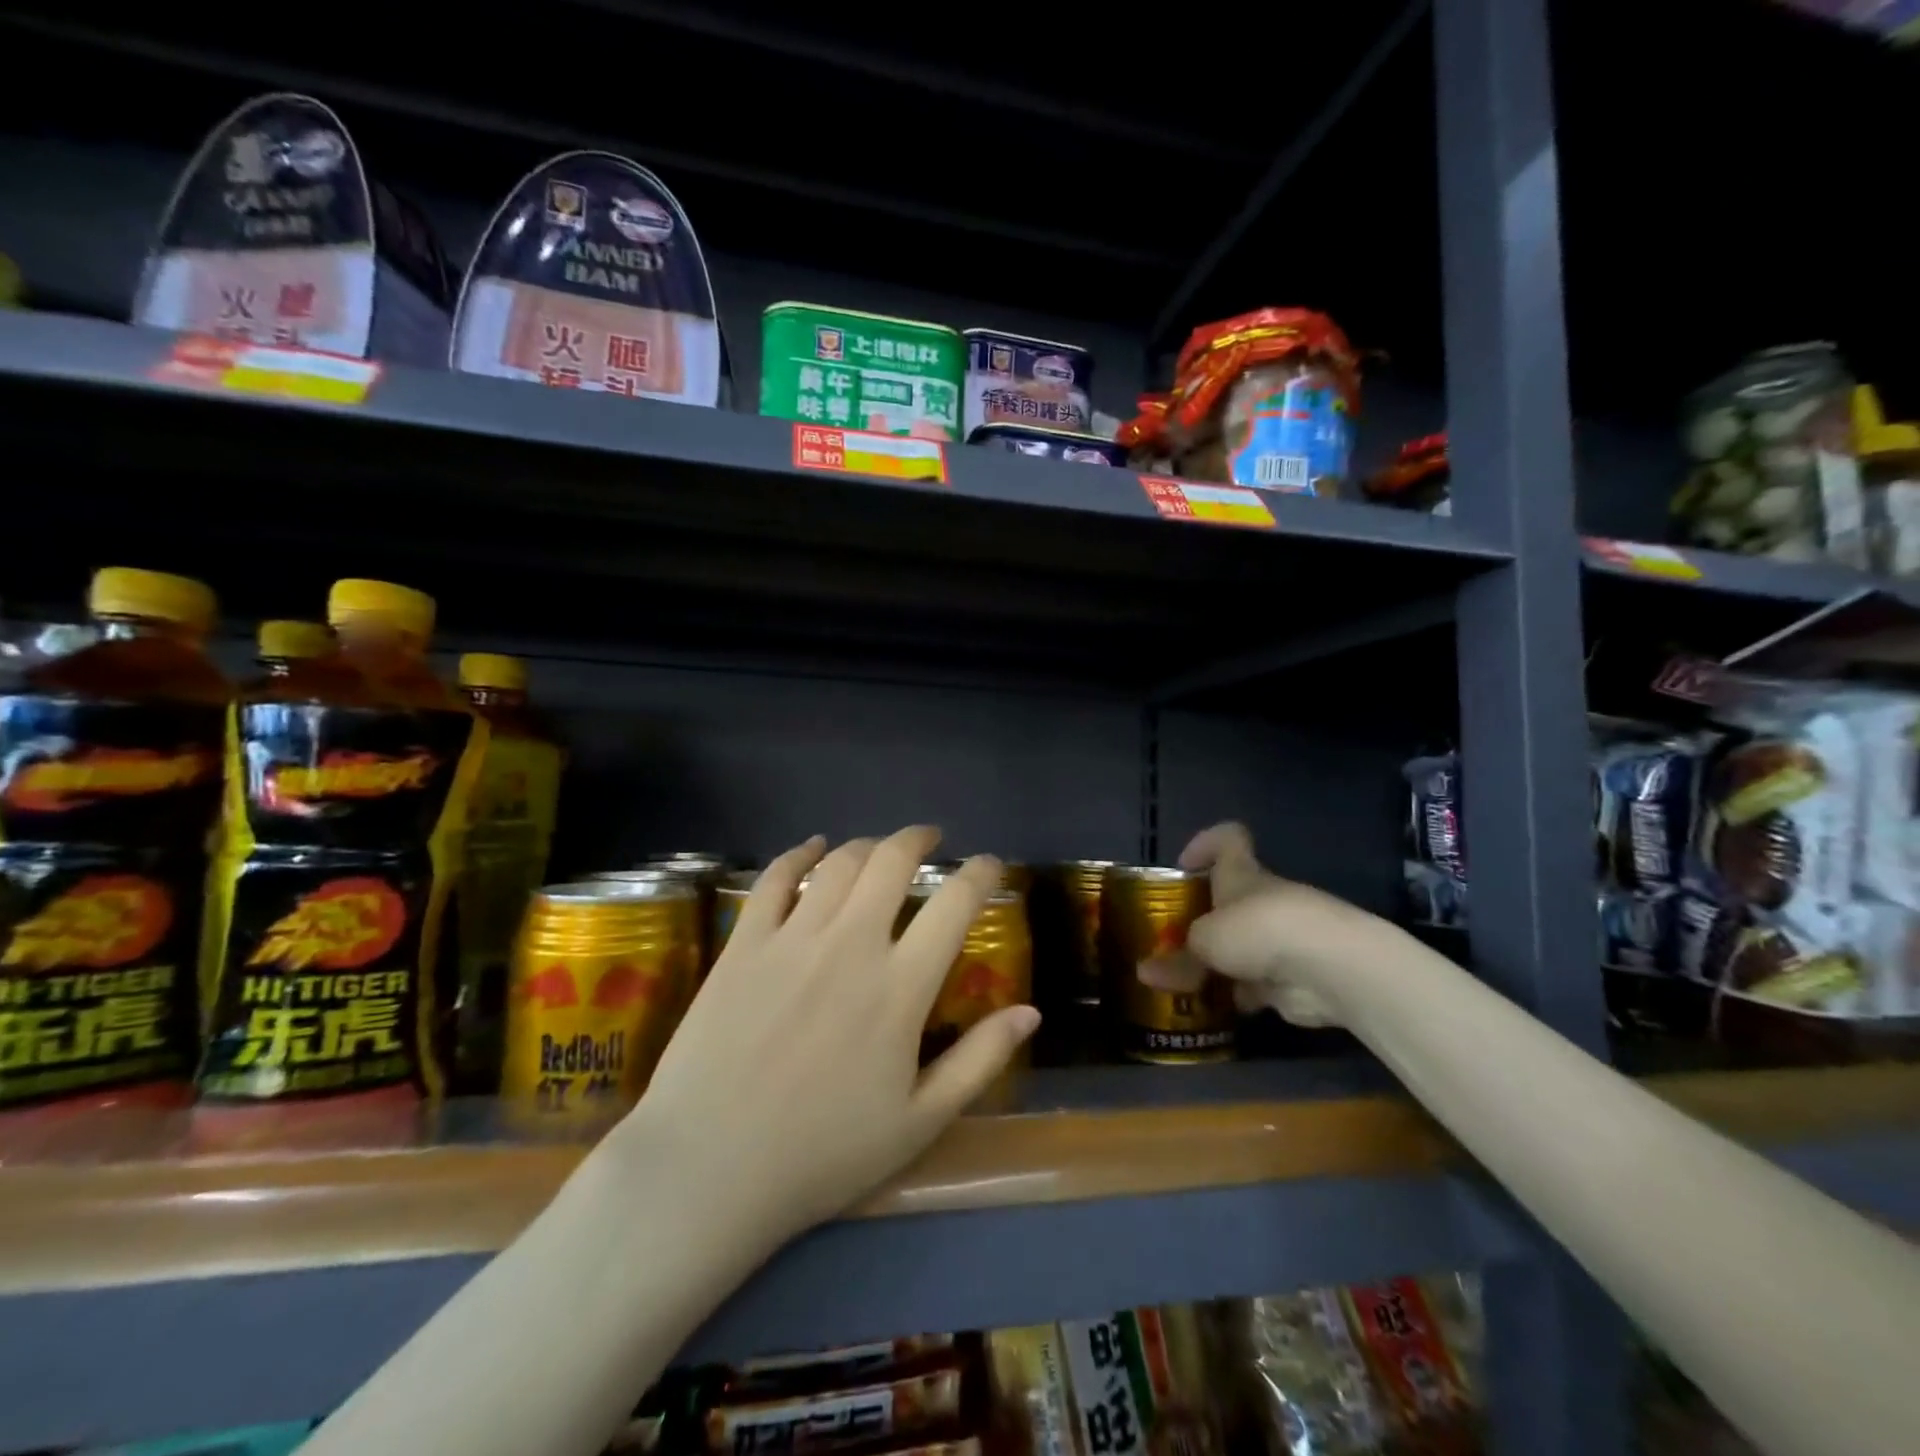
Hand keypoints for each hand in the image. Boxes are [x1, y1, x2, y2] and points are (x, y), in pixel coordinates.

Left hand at [610, 827, 1039, 1246]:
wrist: (709, 1169)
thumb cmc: (823, 1154)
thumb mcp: (919, 1122)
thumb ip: (980, 1061)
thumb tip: (1031, 1012)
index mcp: (900, 987)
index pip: (954, 904)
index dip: (981, 873)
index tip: (991, 866)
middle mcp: (850, 944)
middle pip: (892, 861)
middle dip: (918, 839)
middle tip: (930, 839)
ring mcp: (792, 938)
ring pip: (838, 862)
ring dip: (867, 845)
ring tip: (879, 849)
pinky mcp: (743, 944)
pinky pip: (774, 879)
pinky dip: (797, 854)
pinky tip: (811, 848)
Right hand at [1144, 822, 1377, 1027]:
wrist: (1330, 968)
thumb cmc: (1257, 930)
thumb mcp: (1203, 941)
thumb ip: (1176, 959)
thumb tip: (1143, 973)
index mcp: (1241, 874)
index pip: (1229, 839)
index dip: (1206, 844)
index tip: (1183, 865)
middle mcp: (1261, 900)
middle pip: (1228, 900)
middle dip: (1201, 922)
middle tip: (1169, 942)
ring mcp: (1281, 938)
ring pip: (1241, 946)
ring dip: (1217, 963)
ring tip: (1181, 982)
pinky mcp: (1293, 976)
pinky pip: (1255, 982)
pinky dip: (1236, 994)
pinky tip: (1212, 1009)